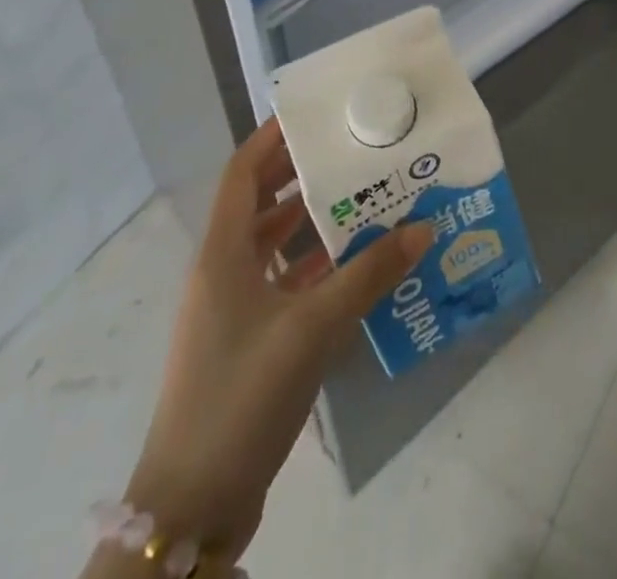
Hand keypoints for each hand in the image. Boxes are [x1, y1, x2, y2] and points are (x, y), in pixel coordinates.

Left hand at [122, 119, 432, 560]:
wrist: (193, 503)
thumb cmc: (242, 394)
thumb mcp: (312, 327)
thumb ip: (369, 273)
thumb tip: (424, 227)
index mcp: (222, 253)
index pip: (242, 172)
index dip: (271, 138)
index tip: (314, 114)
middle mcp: (222, 270)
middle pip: (259, 203)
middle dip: (301, 175)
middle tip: (352, 152)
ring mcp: (231, 309)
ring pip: (272, 245)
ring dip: (311, 222)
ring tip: (362, 198)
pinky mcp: (246, 340)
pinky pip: (282, 283)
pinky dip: (313, 267)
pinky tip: (353, 265)